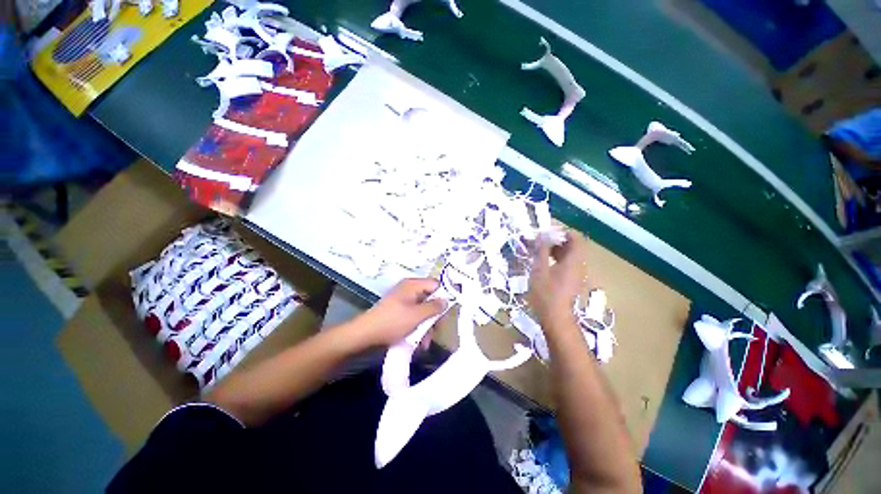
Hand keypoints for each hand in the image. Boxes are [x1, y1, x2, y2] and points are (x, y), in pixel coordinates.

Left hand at [353, 278, 447, 348]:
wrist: (364, 334)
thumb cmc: (393, 322)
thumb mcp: (417, 315)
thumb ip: (434, 307)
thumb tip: (446, 301)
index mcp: (413, 285)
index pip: (435, 284)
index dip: (444, 295)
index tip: (448, 311)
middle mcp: (409, 290)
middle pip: (429, 298)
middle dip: (433, 316)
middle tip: (436, 330)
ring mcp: (403, 300)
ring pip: (422, 310)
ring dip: (426, 325)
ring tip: (425, 342)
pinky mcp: (398, 311)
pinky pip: (413, 316)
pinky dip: (417, 327)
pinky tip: (418, 342)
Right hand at [528, 230, 588, 329]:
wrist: (555, 318)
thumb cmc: (546, 293)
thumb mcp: (539, 269)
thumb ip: (541, 250)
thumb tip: (541, 234)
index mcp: (574, 260)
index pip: (576, 237)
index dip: (562, 232)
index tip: (546, 233)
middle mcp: (579, 265)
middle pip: (573, 245)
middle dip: (557, 240)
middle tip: (540, 242)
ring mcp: (577, 274)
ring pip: (570, 255)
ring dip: (556, 250)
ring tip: (539, 252)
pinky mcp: (572, 281)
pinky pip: (568, 264)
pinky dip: (557, 259)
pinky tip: (543, 264)